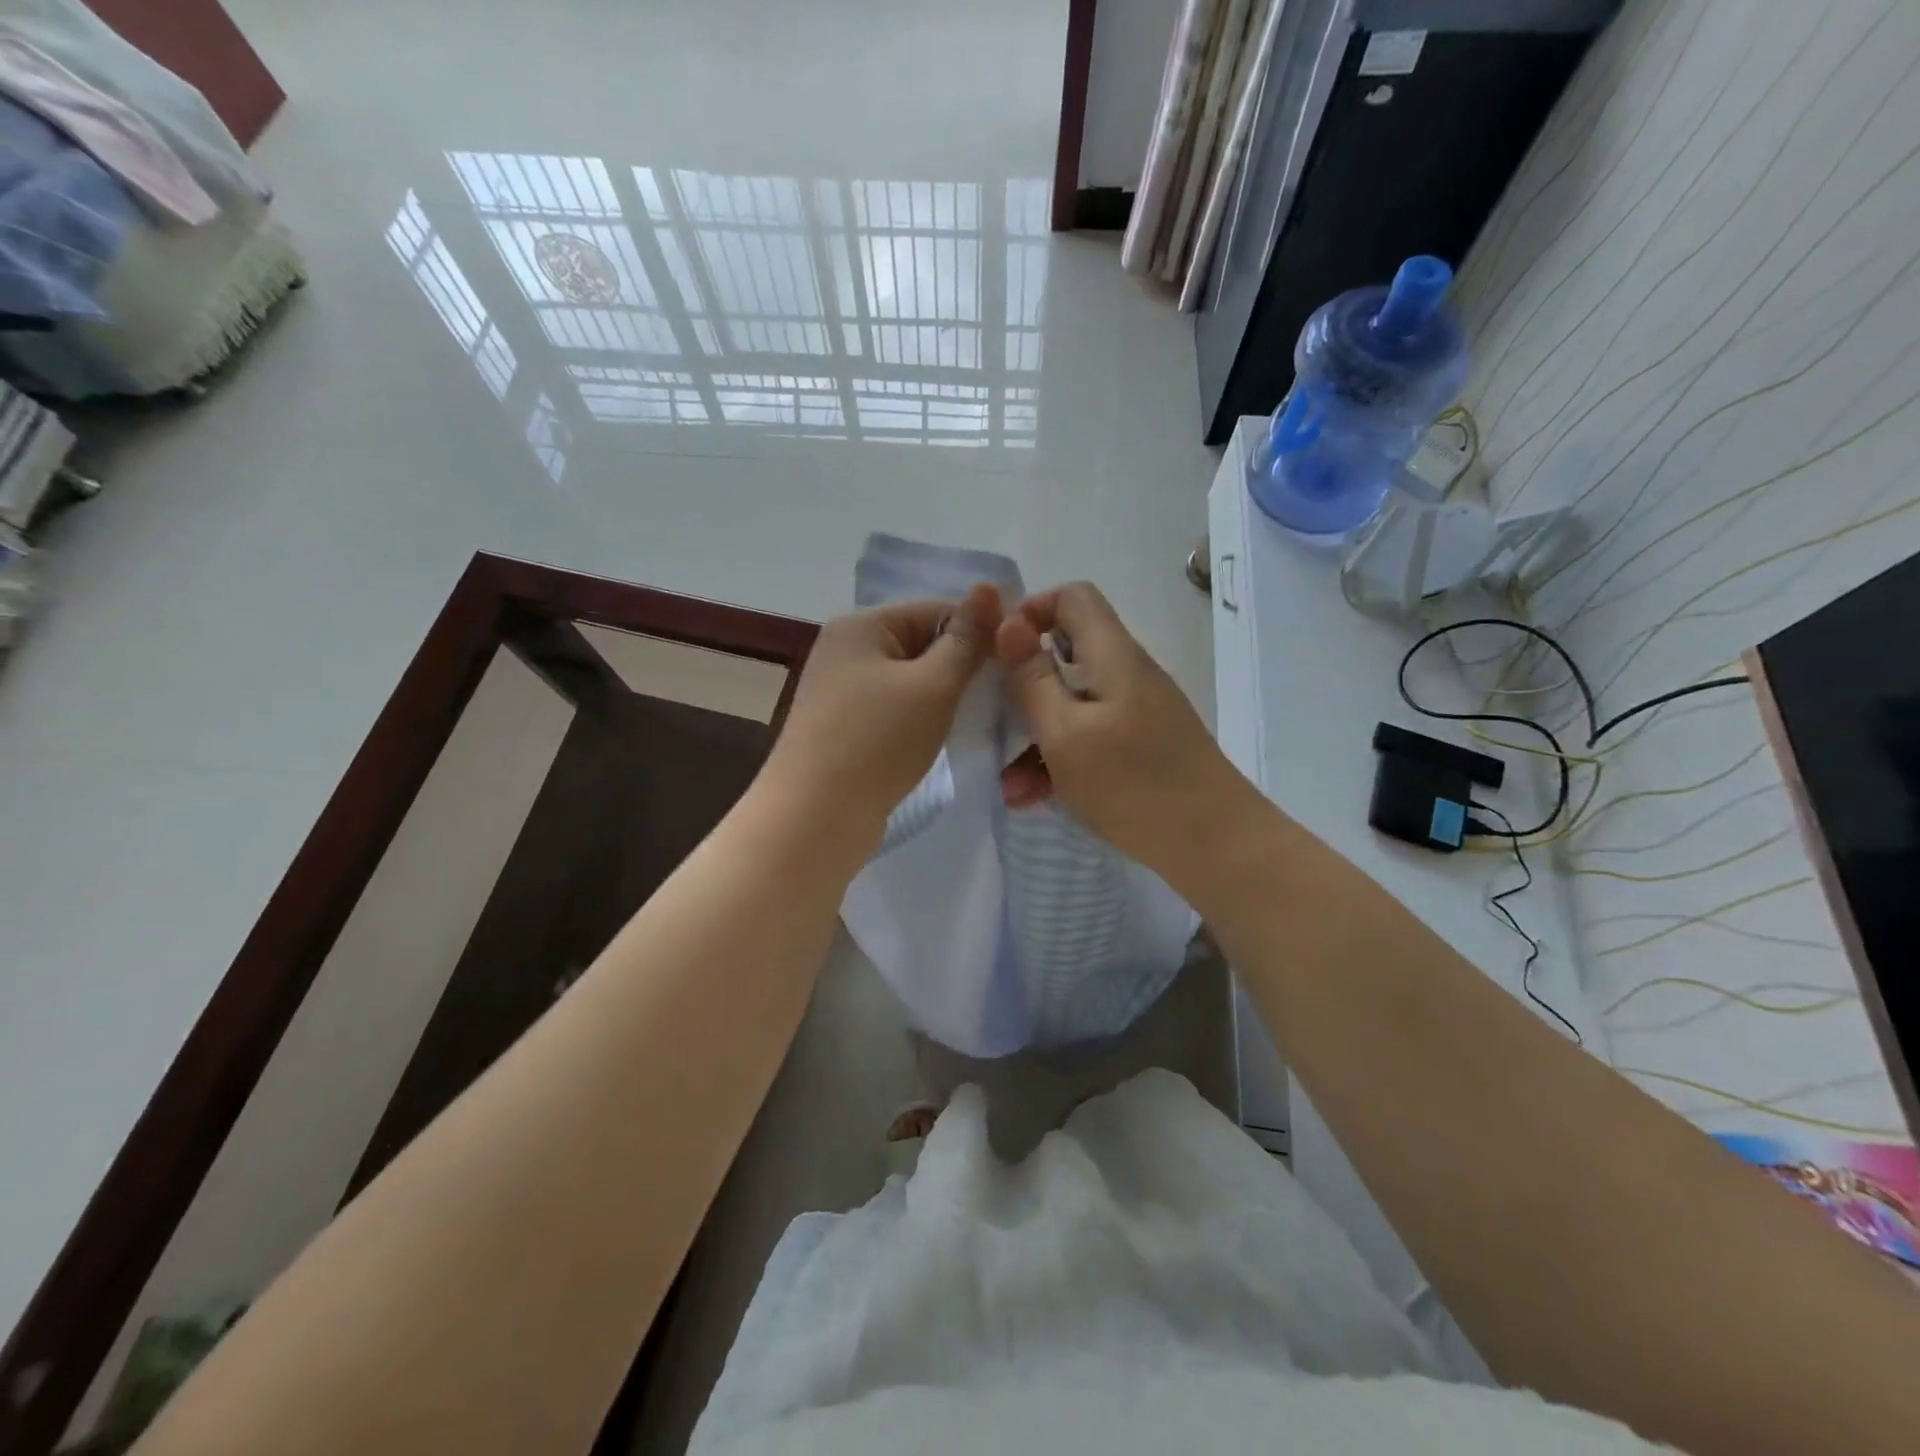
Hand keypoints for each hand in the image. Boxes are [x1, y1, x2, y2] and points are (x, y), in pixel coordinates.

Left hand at [769, 584, 1000, 838]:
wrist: (815, 817)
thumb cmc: (878, 741)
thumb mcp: (933, 685)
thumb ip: (966, 640)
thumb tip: (989, 588)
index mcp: (861, 625)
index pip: (936, 610)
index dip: (980, 631)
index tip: (1017, 661)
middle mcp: (846, 650)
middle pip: (921, 645)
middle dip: (961, 668)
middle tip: (1004, 695)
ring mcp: (841, 692)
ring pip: (910, 682)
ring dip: (943, 697)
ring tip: (979, 718)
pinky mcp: (844, 729)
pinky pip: (894, 711)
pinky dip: (920, 720)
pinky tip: (943, 738)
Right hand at [998, 582, 1254, 895]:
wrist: (1214, 844)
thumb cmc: (1133, 784)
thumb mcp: (1065, 733)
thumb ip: (1032, 678)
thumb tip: (1008, 622)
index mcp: (1112, 656)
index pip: (1073, 597)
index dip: (1030, 612)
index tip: (997, 654)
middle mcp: (1127, 674)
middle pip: (1066, 655)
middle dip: (1022, 691)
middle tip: (991, 725)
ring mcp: (1136, 712)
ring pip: (1072, 706)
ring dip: (1035, 739)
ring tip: (1009, 787)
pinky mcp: (1140, 746)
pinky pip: (1089, 738)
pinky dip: (1061, 761)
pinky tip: (1035, 799)